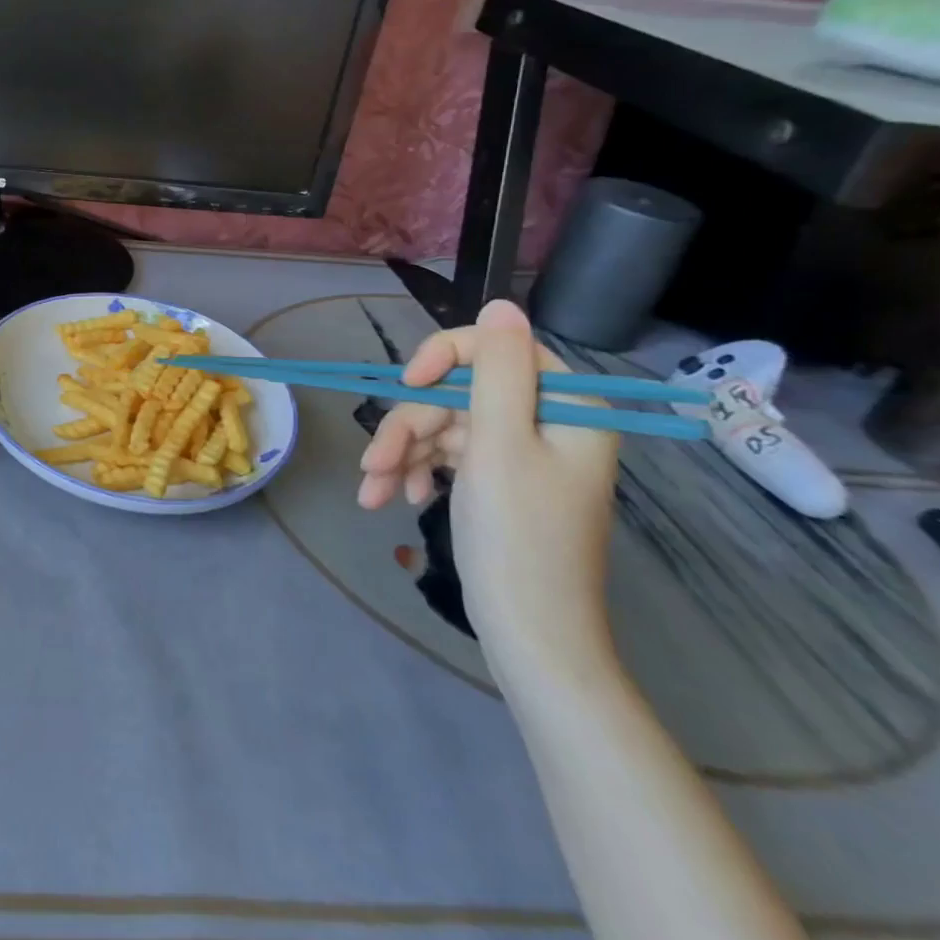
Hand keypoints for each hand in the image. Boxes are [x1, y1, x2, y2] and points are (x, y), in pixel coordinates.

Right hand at [357, 299, 620, 683]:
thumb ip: (496, 369)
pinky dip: (417, 473)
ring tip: (373, 492)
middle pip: (459, 394)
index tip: (406, 385)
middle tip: (376, 465)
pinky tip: (395, 500)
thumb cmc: (517, 537)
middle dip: (410, 427)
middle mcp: (546, 423)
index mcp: (565, 407)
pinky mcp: (498, 482)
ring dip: (403, 454)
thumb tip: (501, 302)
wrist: (531, 636)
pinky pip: (448, 456)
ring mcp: (520, 455)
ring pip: (444, 426)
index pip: (496, 349)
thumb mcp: (499, 444)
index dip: (443, 357)